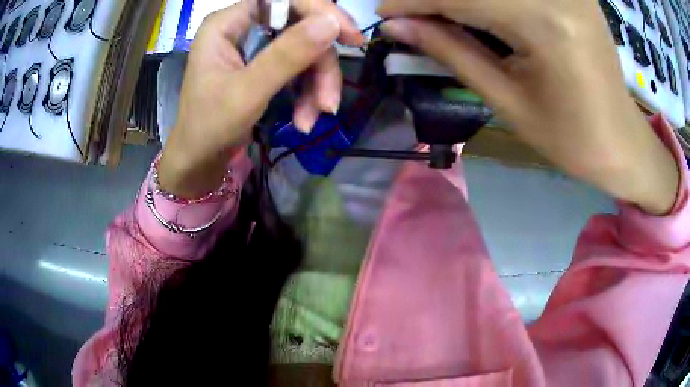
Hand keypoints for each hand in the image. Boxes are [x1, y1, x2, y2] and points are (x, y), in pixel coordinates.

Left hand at [159, 0, 362, 197]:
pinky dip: (306, 93)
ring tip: (311, 119)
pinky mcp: (263, 65)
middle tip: (329, 102)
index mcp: (227, 23)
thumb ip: (287, 55)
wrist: (199, 161)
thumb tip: (332, 22)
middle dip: (319, 65)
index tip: (351, 37)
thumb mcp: (247, 92)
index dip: (320, 11)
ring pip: (304, 50)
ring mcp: (254, 47)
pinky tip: (304, 119)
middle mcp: (242, 27)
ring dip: (316, 85)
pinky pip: (297, 68)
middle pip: (299, 27)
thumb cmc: (209, 127)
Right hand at [379, 0, 679, 213]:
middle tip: (411, 12)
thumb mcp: (509, 101)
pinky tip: (479, 9)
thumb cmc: (571, 138)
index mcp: (545, 23)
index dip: (415, 1)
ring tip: (441, 13)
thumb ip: (452, 52)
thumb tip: (398, 27)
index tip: (384, 10)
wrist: (621, 142)